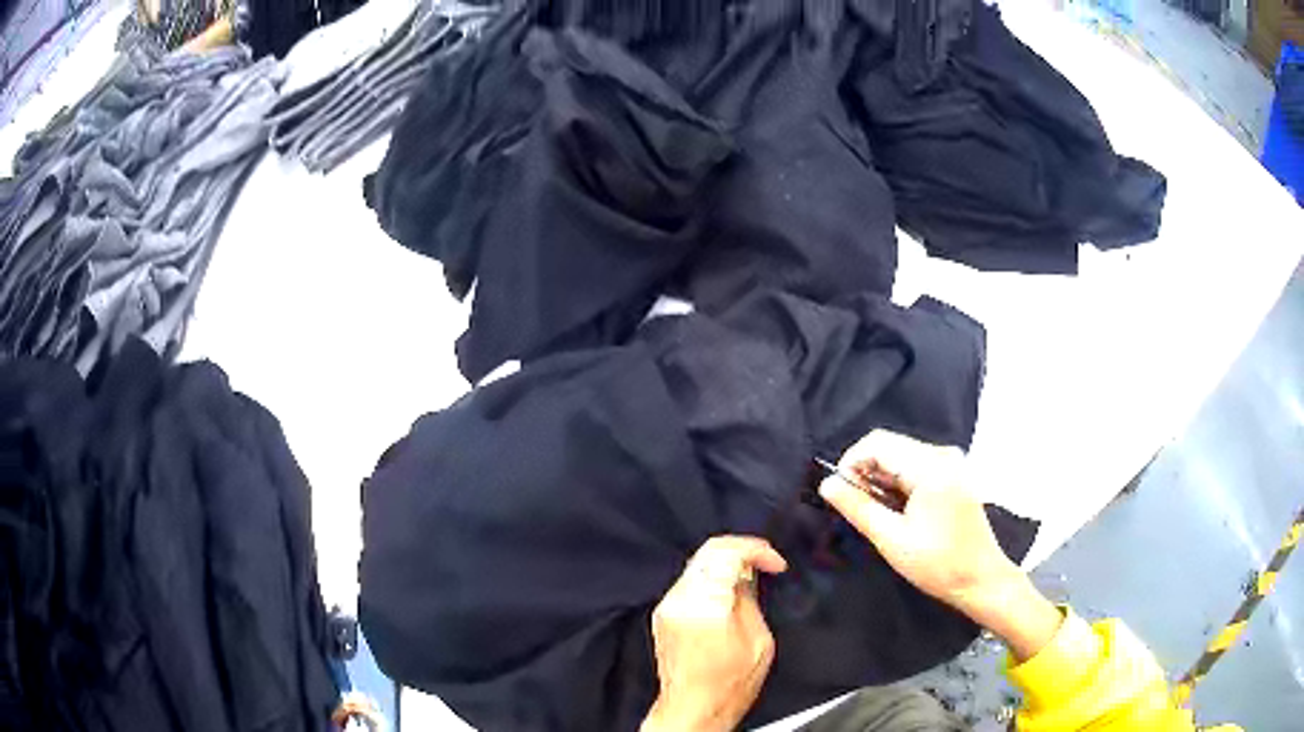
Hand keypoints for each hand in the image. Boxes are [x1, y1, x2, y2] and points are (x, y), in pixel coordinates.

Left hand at [642, 537, 787, 731]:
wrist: (693, 708)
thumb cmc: (729, 685)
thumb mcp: (759, 641)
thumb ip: (750, 599)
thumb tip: (748, 573)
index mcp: (707, 607)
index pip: (727, 552)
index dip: (756, 549)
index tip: (774, 562)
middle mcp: (681, 602)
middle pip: (708, 552)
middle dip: (741, 550)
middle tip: (764, 562)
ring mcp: (667, 607)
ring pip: (697, 564)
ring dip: (725, 562)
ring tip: (749, 577)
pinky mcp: (662, 615)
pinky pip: (689, 581)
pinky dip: (711, 577)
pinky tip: (728, 591)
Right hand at [818, 431, 1060, 660]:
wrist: (981, 579)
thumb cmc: (938, 564)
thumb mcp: (892, 539)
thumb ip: (858, 507)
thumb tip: (827, 484)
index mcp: (931, 467)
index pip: (877, 443)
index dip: (850, 462)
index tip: (839, 494)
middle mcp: (943, 455)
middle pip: (890, 446)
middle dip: (865, 472)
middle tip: (856, 508)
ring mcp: (952, 462)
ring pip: (901, 455)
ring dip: (881, 478)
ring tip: (876, 514)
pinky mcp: (954, 474)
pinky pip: (916, 465)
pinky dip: (899, 483)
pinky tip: (897, 511)